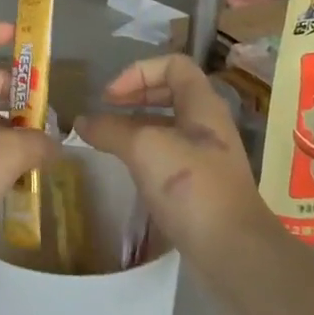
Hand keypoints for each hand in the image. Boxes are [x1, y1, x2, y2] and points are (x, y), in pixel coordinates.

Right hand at [77, 55, 271, 263]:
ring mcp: (206, 156)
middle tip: (106, 112)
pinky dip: (145, 154)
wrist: (232, 250)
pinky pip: (169, 155)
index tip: (111, 96)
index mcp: (202, 104)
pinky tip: (127, 170)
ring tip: (109, 140)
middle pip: (170, 92)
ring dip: (136, 126)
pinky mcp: (201, 185)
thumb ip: (110, 129)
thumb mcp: (144, 148)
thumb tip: (81, 122)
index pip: (173, 64)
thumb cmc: (191, 186)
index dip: (139, 71)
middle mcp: (208, 124)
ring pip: (168, 125)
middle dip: (135, 97)